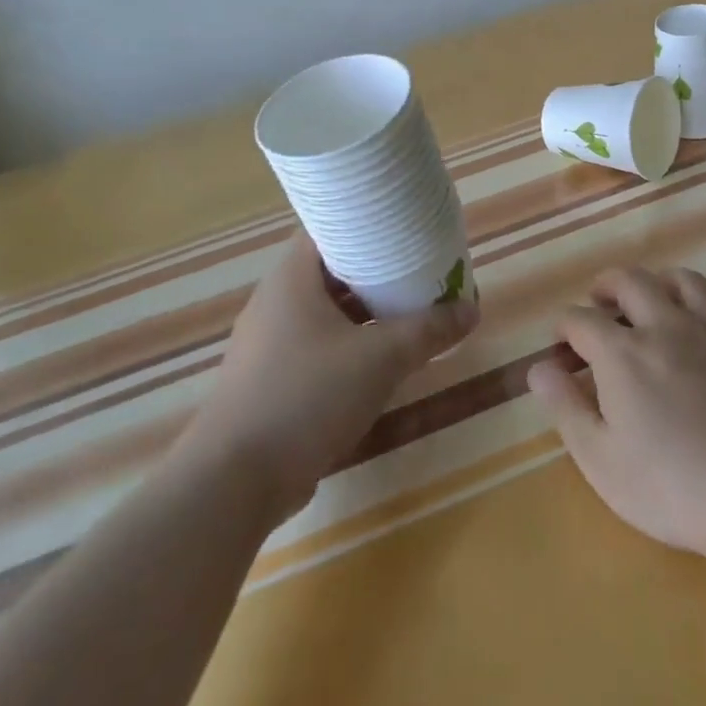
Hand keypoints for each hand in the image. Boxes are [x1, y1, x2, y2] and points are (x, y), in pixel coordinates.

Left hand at [177, 234, 478, 520]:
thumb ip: (428, 330)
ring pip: (326, 312)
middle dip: (376, 270)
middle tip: (419, 268)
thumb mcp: (380, 358)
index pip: (330, 228)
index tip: (406, 226)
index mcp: (291, 279)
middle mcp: (275, 303)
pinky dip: (349, 344)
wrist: (234, 482)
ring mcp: (268, 344)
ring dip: (365, 311)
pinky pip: (317, 346)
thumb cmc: (306, 397)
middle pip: (332, 271)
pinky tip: (380, 359)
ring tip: (409, 310)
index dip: (368, 223)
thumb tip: (472, 309)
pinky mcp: (270, 381)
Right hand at [526, 267, 705, 568]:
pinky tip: (704, 313)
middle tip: (598, 302)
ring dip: (657, 281)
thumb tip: (538, 367)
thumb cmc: (673, 488)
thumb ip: (566, 408)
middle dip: (606, 285)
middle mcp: (666, 326)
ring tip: (650, 298)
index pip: (581, 319)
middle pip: (630, 281)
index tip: (560, 344)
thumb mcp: (601, 460)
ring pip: (682, 279)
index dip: (564, 327)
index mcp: (623, 353)